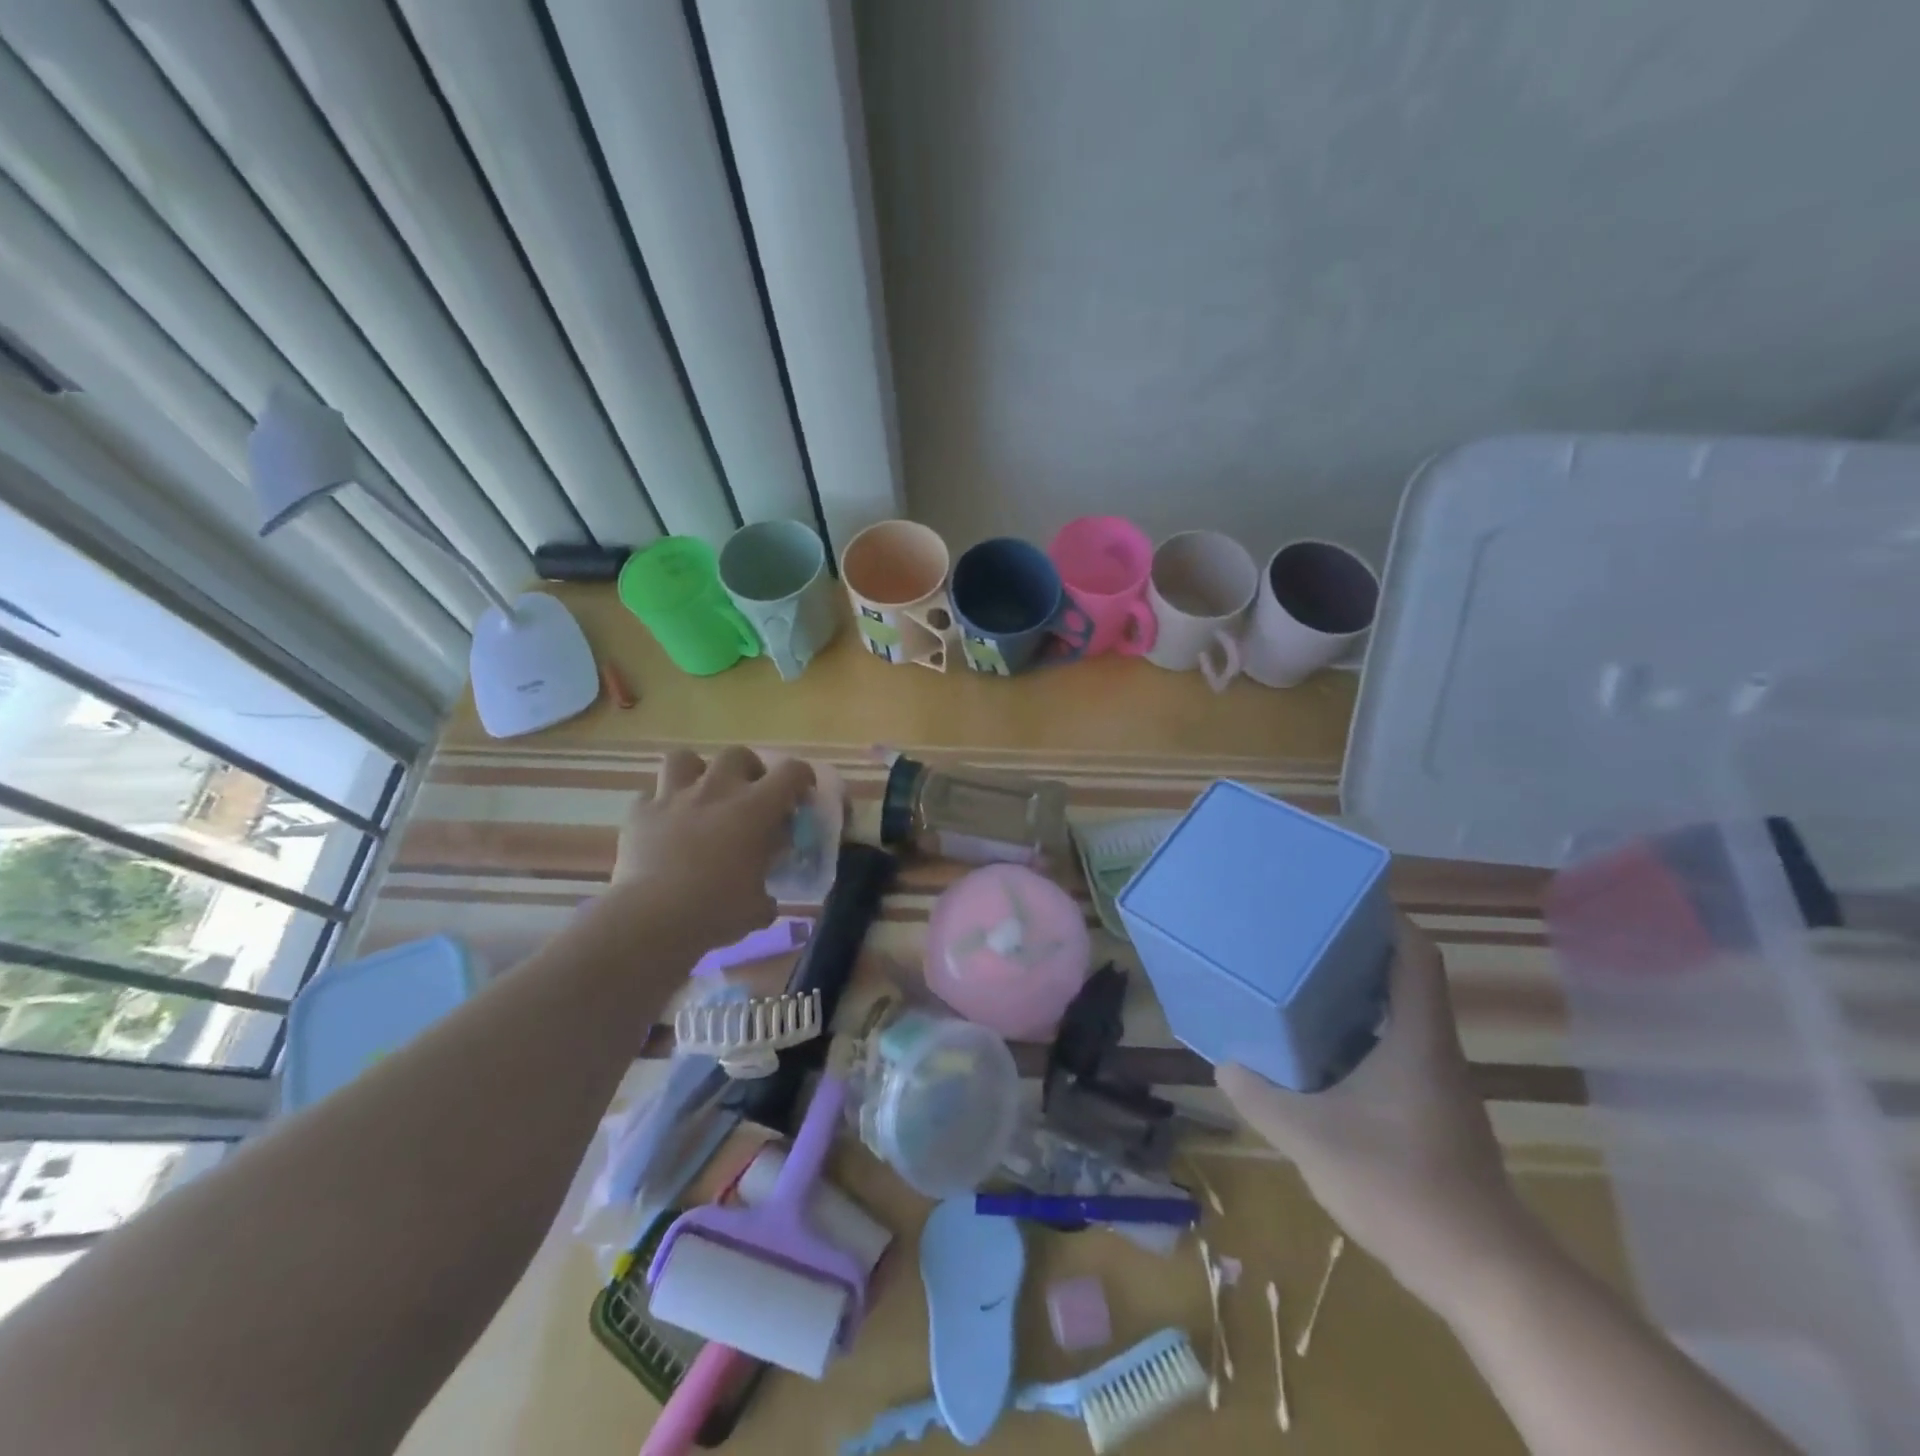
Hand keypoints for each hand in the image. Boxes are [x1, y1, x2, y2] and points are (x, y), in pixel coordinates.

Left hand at [612, 747, 813, 951]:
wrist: (652, 918)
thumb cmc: (716, 910)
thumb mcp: (758, 907)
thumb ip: (766, 894)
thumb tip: (764, 900)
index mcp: (755, 809)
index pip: (791, 772)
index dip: (801, 777)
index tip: (801, 793)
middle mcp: (716, 790)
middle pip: (738, 754)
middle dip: (748, 769)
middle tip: (748, 795)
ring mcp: (673, 797)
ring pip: (685, 759)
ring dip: (696, 773)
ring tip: (700, 796)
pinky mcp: (640, 813)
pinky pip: (650, 796)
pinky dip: (660, 807)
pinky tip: (663, 827)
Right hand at [1217, 917, 1540, 1315]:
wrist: (1486, 1275)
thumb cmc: (1402, 1186)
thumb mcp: (1312, 1139)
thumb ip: (1262, 1098)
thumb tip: (1225, 1065)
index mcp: (1416, 1037)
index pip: (1415, 956)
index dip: (1387, 919)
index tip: (1341, 900)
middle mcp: (1433, 1050)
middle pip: (1403, 979)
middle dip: (1356, 954)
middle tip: (1300, 939)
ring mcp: (1437, 1086)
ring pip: (1398, 1019)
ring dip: (1356, 998)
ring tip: (1301, 987)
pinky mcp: (1433, 1116)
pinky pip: (1394, 1054)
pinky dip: (1359, 1040)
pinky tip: (1321, 1058)